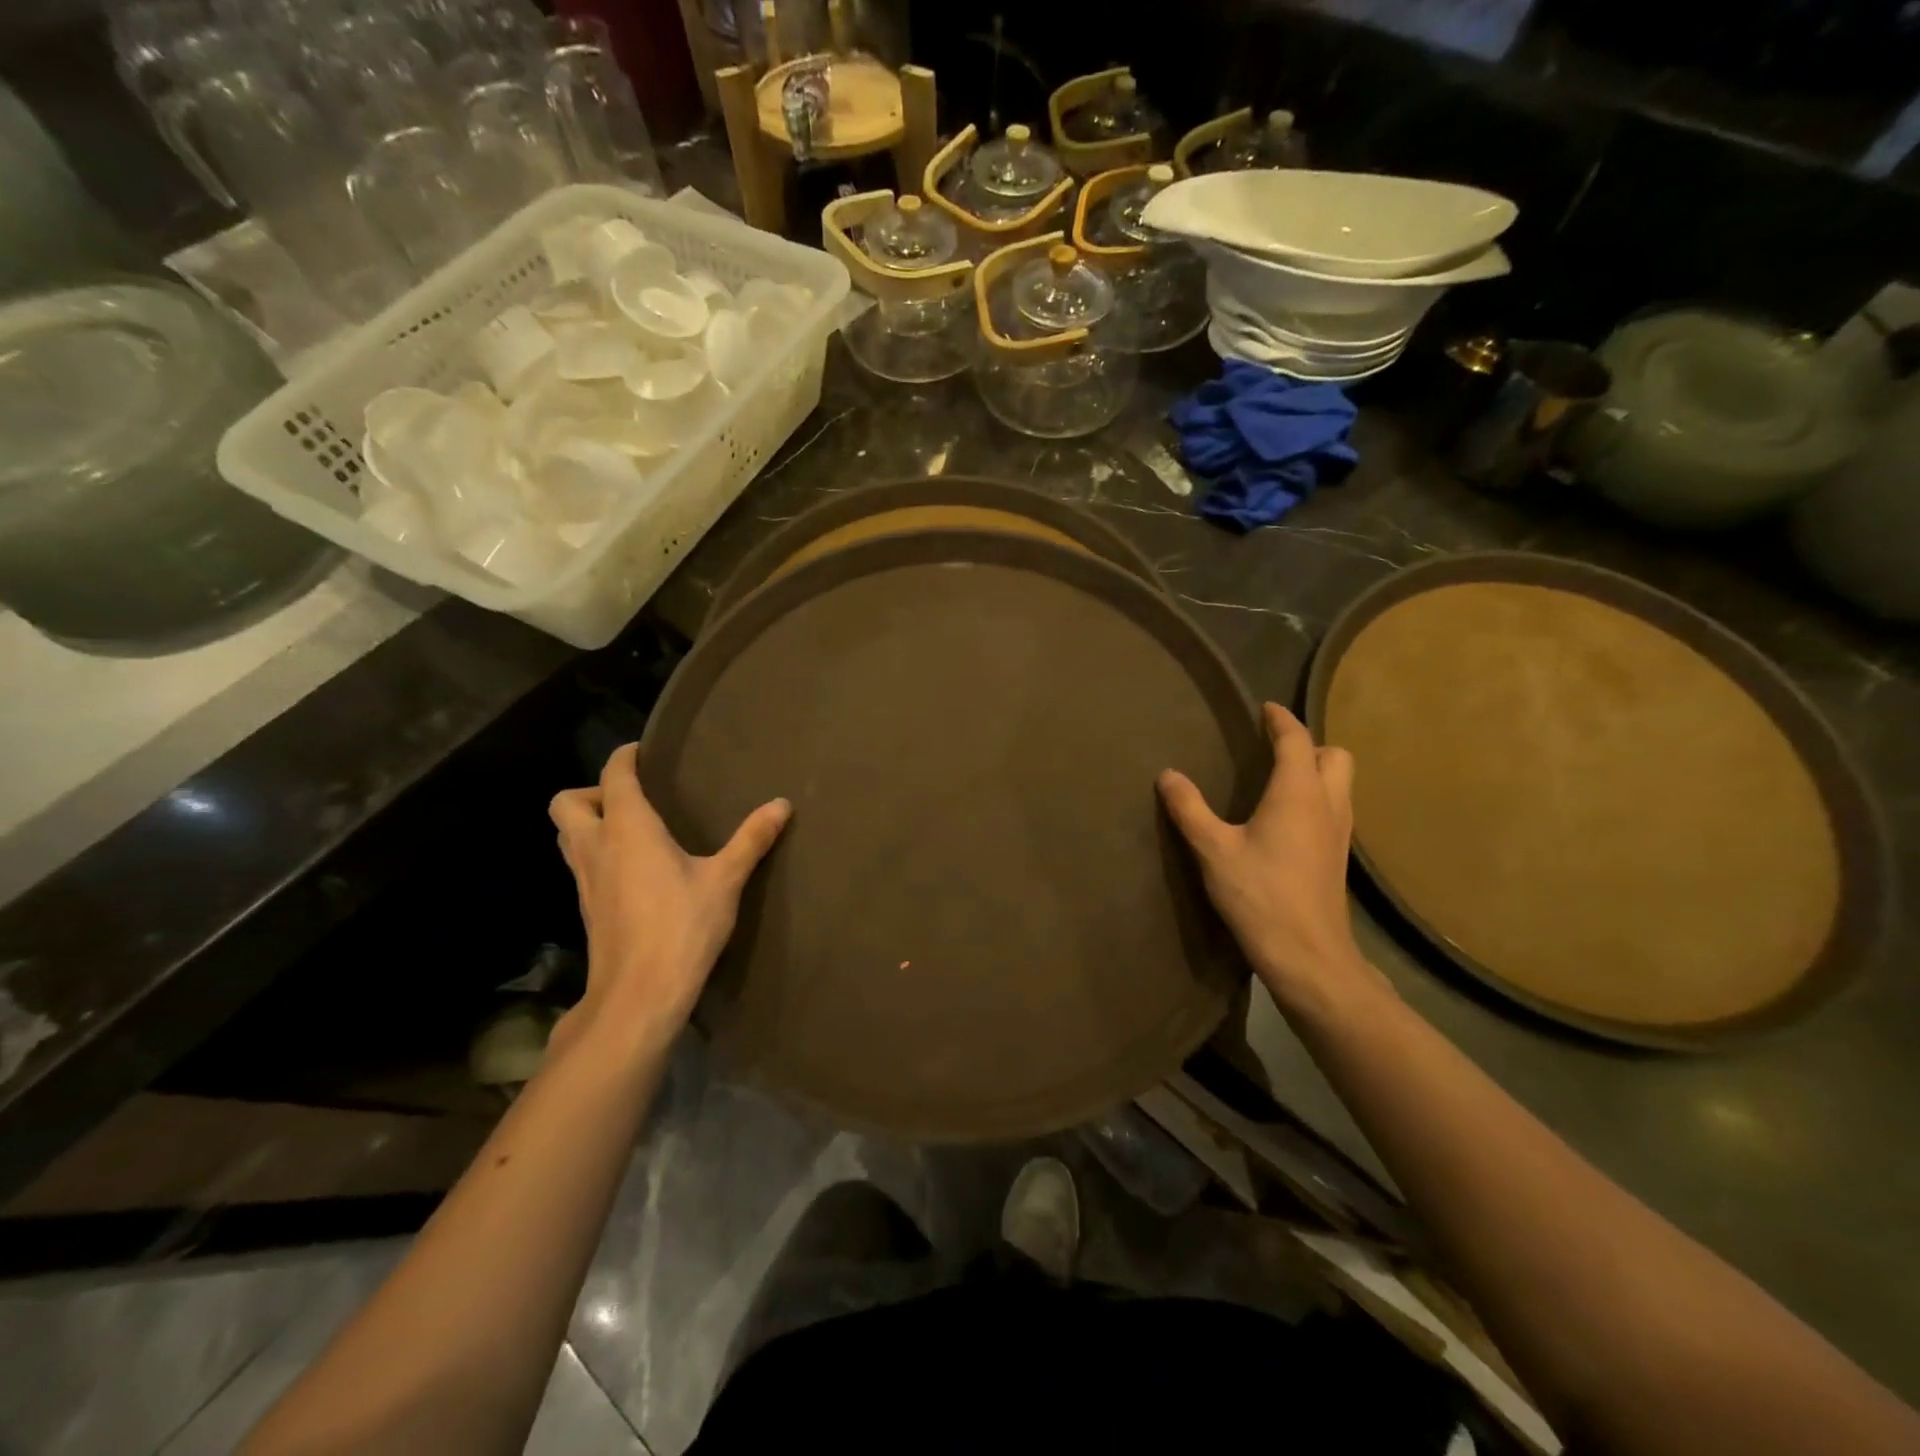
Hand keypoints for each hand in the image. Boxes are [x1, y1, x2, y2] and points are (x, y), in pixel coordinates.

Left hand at [548, 743, 789, 1056]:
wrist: (639, 994)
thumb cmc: (682, 927)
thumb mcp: (725, 880)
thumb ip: (752, 839)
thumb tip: (782, 804)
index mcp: (628, 829)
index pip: (614, 776)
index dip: (625, 757)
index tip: (643, 751)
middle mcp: (596, 847)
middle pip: (566, 803)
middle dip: (592, 791)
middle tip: (632, 798)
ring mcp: (584, 880)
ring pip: (566, 835)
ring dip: (589, 822)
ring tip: (632, 829)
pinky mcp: (586, 907)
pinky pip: (580, 864)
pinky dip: (596, 853)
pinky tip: (633, 869)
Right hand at [1159, 704, 1383, 1015]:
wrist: (1307, 954)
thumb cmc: (1259, 894)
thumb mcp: (1213, 850)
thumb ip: (1189, 809)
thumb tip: (1168, 774)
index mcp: (1298, 792)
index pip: (1296, 740)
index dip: (1281, 720)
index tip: (1265, 709)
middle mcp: (1328, 803)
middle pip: (1335, 756)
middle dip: (1309, 744)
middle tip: (1275, 749)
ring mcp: (1340, 831)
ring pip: (1341, 783)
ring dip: (1317, 771)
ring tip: (1279, 779)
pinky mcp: (1339, 856)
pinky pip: (1336, 808)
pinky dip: (1318, 797)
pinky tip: (1288, 820)